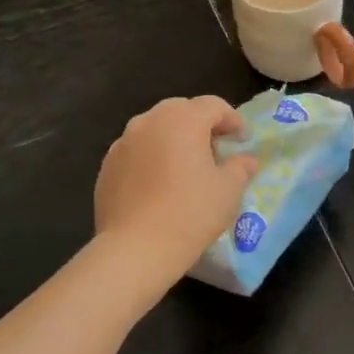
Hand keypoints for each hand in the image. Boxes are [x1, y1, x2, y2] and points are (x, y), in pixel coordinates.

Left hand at [95, 96, 259, 270]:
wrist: (135, 248)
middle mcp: (149, 121)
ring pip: (155, 129)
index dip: (233, 120)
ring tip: (186, 166)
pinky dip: (152, 158)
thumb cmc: (190, 212)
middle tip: (216, 149)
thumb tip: (246, 160)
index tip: (243, 141)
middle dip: (201, 125)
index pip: (213, 105)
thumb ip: (240, 168)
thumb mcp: (228, 190)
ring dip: (174, 139)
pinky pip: (136, 151)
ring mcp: (123, 143)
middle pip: (181, 111)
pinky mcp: (107, 166)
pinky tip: (160, 184)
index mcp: (182, 119)